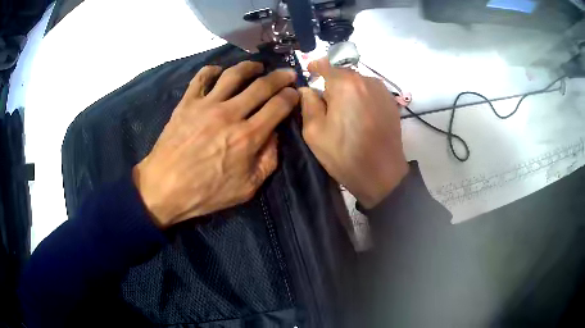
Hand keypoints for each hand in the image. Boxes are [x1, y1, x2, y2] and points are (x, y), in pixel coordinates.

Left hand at [133, 61, 297, 227]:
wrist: (164, 188)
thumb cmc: (205, 193)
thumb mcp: (247, 188)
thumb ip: (268, 160)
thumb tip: (274, 135)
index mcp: (248, 137)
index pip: (278, 106)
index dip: (291, 97)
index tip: (295, 93)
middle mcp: (230, 114)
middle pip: (262, 86)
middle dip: (280, 77)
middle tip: (287, 74)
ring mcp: (206, 105)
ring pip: (234, 74)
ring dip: (250, 67)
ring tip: (258, 67)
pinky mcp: (187, 103)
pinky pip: (201, 78)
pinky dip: (212, 70)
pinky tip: (219, 71)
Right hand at [299, 58, 407, 207]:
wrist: (382, 175)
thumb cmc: (345, 154)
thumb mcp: (314, 132)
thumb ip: (308, 104)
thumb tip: (307, 89)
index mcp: (346, 84)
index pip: (326, 63)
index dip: (315, 66)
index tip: (309, 72)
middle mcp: (367, 80)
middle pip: (343, 73)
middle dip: (332, 83)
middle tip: (325, 103)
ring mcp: (382, 91)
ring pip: (358, 82)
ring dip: (348, 91)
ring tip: (343, 112)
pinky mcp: (392, 103)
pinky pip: (370, 92)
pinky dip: (361, 97)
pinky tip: (359, 117)